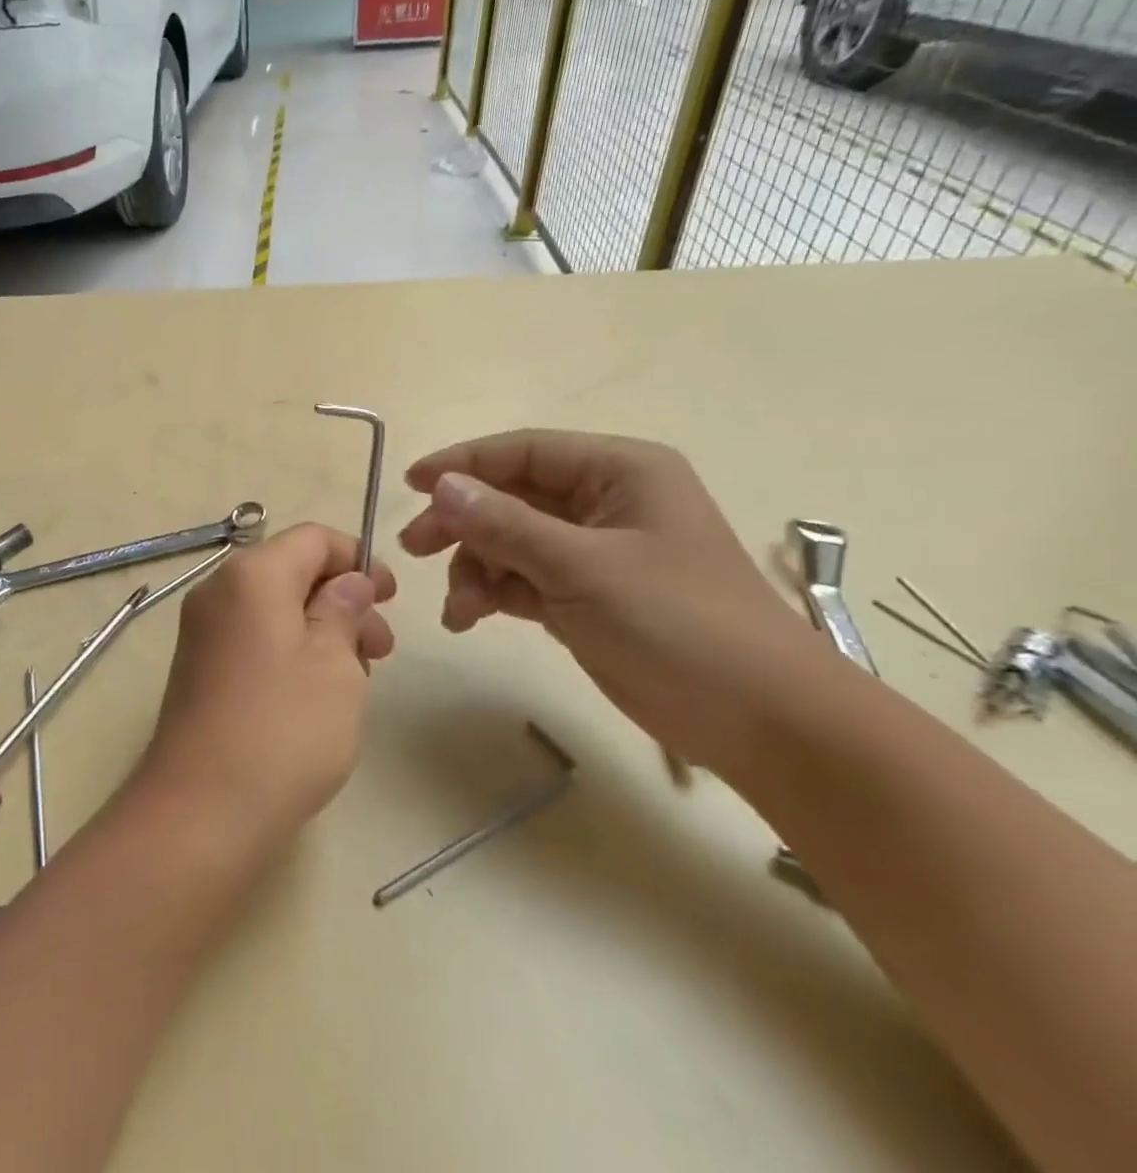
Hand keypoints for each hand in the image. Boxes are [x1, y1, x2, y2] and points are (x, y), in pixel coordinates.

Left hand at [132, 524, 395, 860]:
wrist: (201, 810)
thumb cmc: (283, 730)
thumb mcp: (335, 665)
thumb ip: (344, 610)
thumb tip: (349, 582)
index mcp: (251, 575)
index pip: (313, 538)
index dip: (358, 559)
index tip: (391, 599)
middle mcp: (218, 590)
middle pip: (291, 571)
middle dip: (342, 599)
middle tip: (381, 650)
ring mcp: (202, 630)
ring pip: (274, 608)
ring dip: (320, 628)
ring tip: (355, 679)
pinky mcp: (198, 667)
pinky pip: (253, 637)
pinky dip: (290, 649)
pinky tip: (316, 694)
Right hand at [401, 430, 819, 773]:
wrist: (763, 723)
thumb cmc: (679, 625)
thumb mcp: (582, 568)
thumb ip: (505, 524)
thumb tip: (441, 486)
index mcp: (619, 472)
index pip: (524, 451)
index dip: (463, 464)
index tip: (411, 485)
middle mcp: (604, 502)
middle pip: (510, 496)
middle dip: (462, 523)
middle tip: (414, 549)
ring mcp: (595, 552)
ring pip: (510, 541)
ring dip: (475, 568)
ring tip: (459, 608)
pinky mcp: (587, 595)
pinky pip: (522, 579)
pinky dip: (493, 593)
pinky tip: (469, 619)